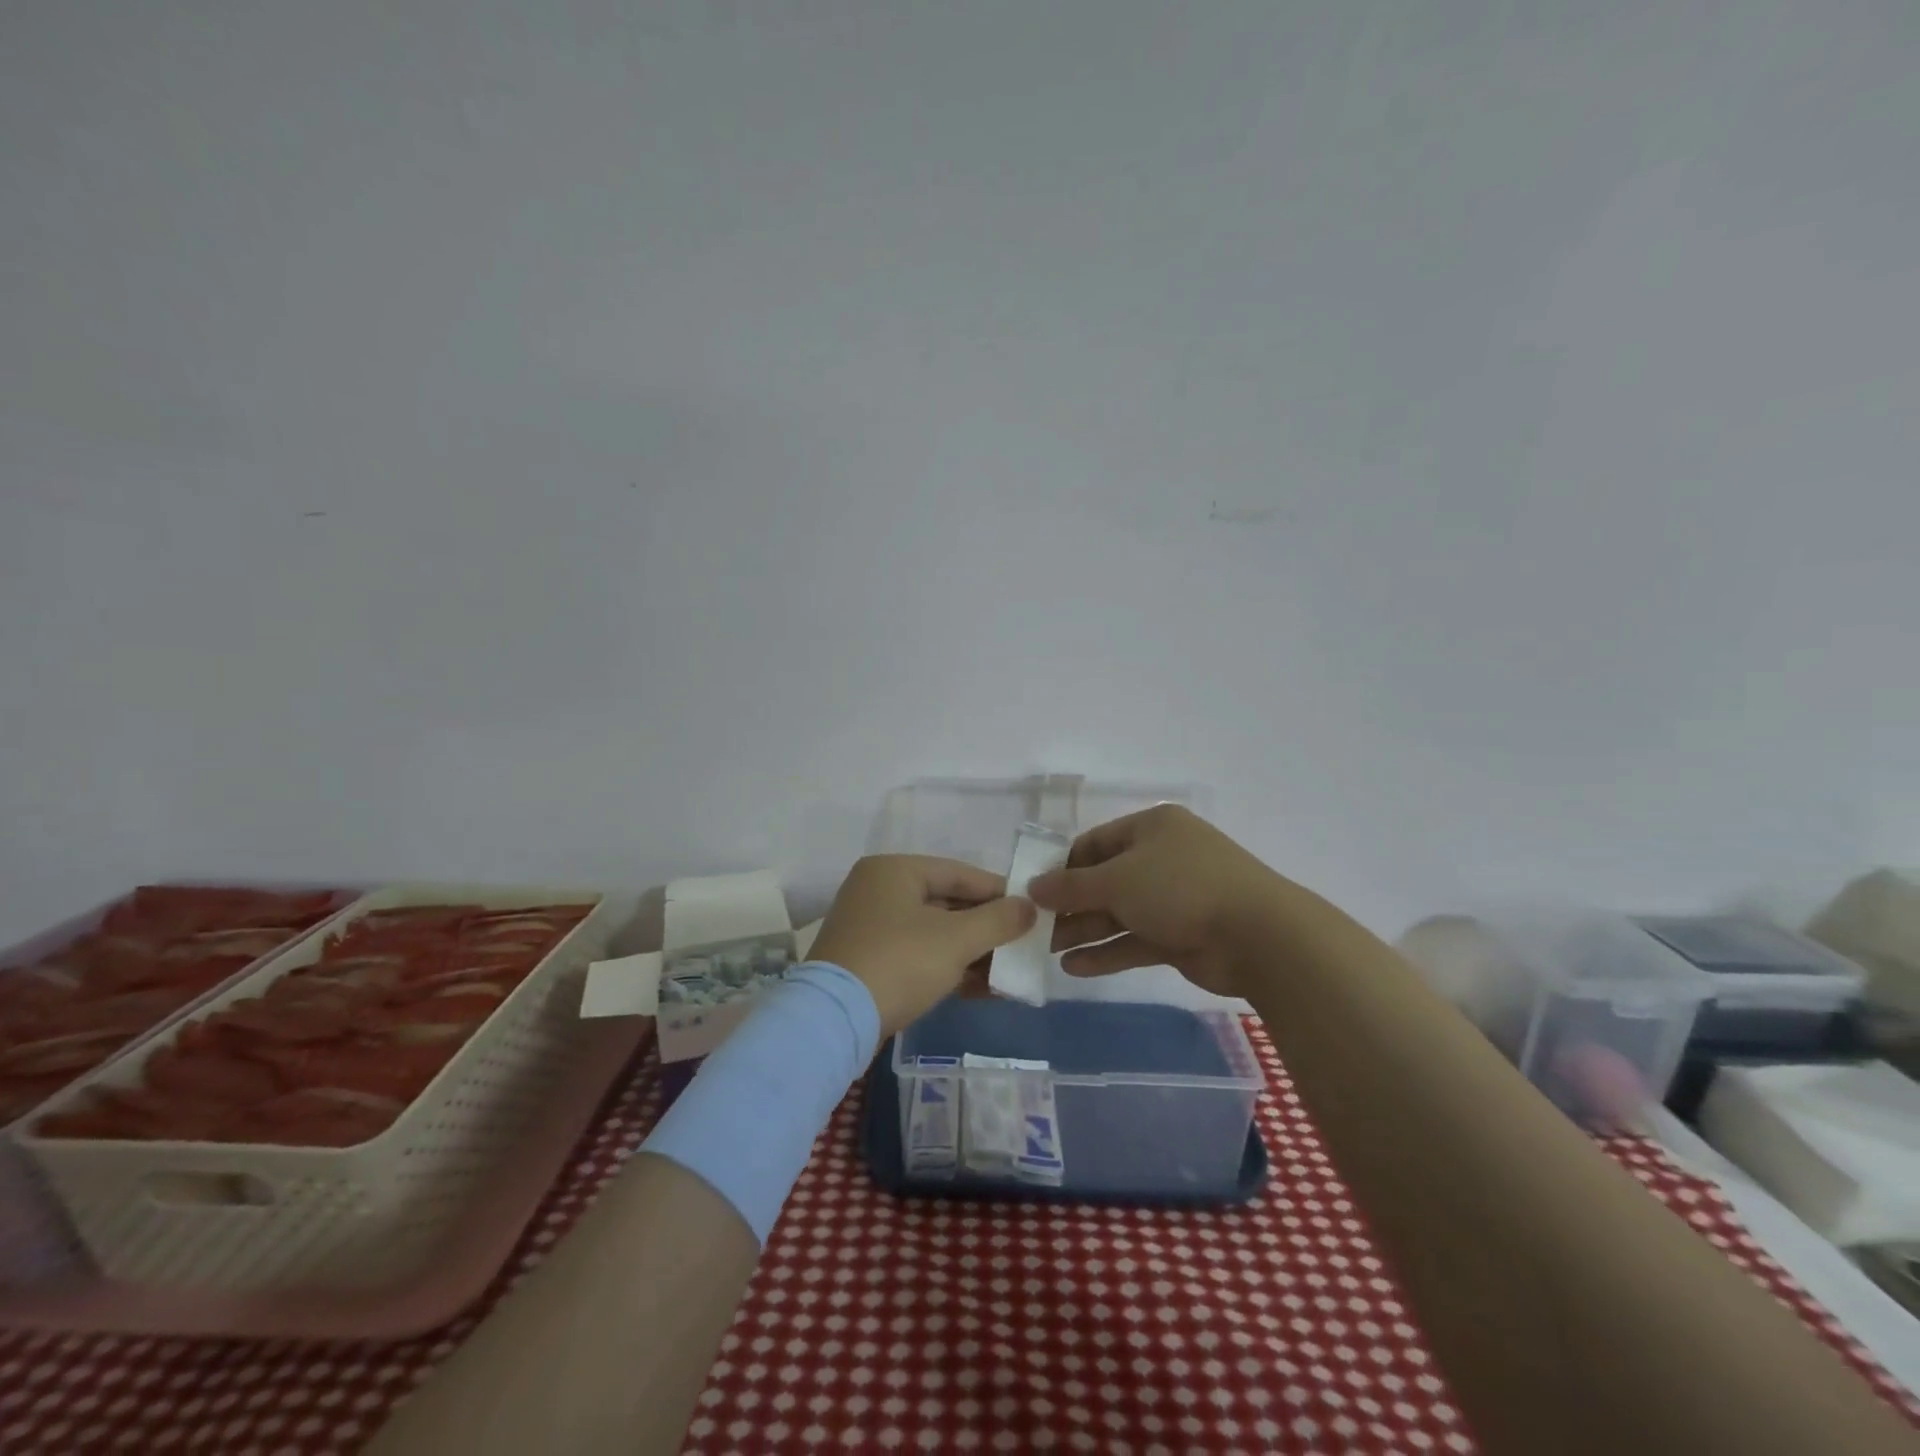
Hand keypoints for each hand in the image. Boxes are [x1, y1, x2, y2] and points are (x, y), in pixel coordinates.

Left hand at [810, 856, 1036, 1035]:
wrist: (833, 1022)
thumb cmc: (899, 963)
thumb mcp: (956, 940)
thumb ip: (998, 920)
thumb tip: (1030, 907)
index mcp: (894, 870)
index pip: (959, 873)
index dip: (999, 892)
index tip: (1031, 911)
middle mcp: (878, 890)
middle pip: (946, 902)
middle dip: (986, 928)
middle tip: (1021, 945)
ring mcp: (869, 927)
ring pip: (933, 932)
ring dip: (970, 952)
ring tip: (1006, 973)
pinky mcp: (867, 961)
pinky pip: (918, 954)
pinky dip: (947, 967)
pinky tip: (979, 989)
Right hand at [1028, 805, 1288, 998]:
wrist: (1258, 936)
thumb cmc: (1180, 888)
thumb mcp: (1117, 880)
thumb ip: (1071, 886)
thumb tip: (1033, 887)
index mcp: (1151, 828)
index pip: (1095, 843)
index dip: (1062, 866)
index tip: (1032, 892)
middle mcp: (1162, 858)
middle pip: (1105, 880)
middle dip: (1070, 905)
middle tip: (1034, 929)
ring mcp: (1175, 898)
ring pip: (1119, 913)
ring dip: (1085, 931)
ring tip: (1045, 952)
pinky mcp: (1182, 935)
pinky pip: (1136, 940)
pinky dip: (1108, 953)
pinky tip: (1075, 968)